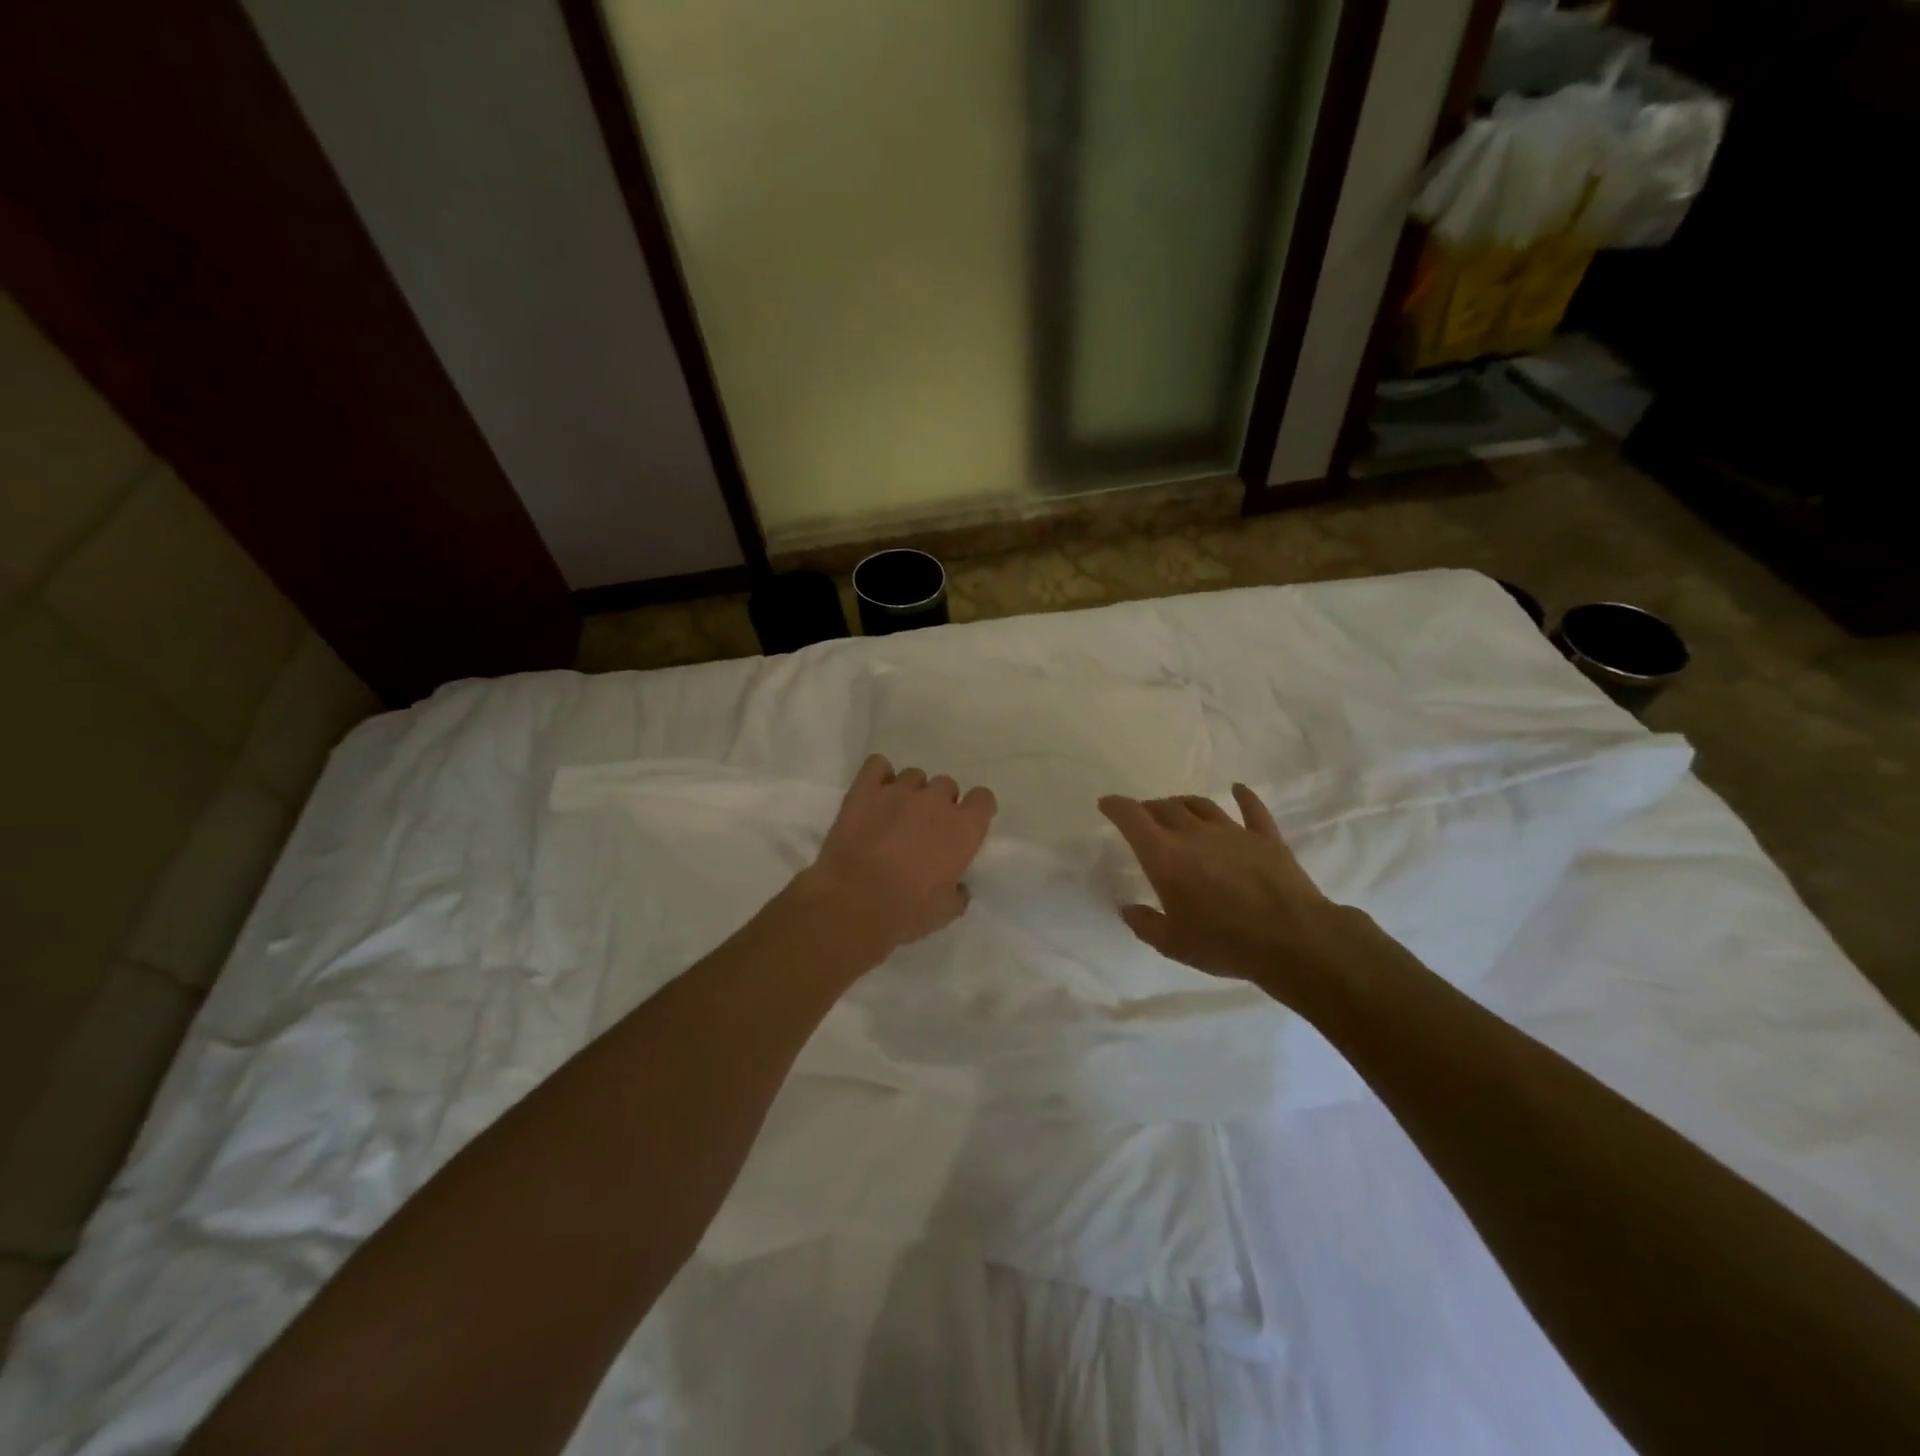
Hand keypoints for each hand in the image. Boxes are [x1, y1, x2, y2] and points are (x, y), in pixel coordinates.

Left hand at [803, 754, 996, 957]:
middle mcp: (936, 801)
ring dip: (910, 793)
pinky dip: (878, 775)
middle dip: (940, 803)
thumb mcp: (945, 912)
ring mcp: (899, 790)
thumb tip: (958, 886)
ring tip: (896, 815)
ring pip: (914, 776)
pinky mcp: (865, 789)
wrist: (852, 903)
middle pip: (947, 785)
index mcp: (964, 828)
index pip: (983, 799)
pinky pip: (877, 765)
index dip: (975, 811)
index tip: (965, 826)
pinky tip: (875, 794)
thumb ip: (958, 892)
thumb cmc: (906, 912)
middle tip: (926, 829)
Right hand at [1098, 784, 1369, 1010]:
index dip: (1116, 807)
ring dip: (1183, 804)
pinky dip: (1243, 797)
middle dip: (1148, 808)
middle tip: (1143, 816)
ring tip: (1176, 809)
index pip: (1132, 818)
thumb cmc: (1224, 943)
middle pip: (1165, 808)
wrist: (1293, 940)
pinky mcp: (1265, 838)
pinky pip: (1251, 809)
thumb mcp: (1173, 944)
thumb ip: (1145, 924)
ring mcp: (1232, 832)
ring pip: (1201, 805)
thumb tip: (1128, 909)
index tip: (1106, 804)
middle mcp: (1194, 834)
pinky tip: (1238, 789)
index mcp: (1165, 856)